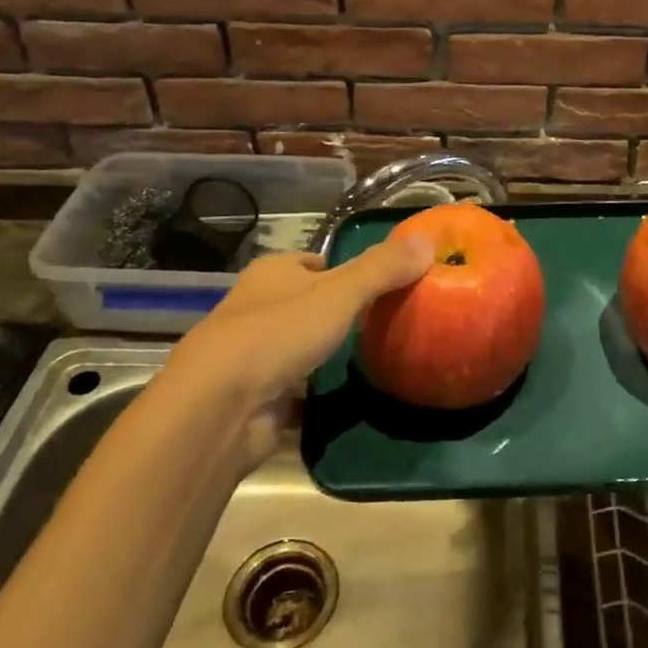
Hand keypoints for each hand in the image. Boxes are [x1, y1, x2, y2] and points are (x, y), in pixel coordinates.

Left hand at [142, 236, 433, 474]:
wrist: (219, 408)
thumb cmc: (278, 334)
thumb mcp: (339, 294)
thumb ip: (382, 268)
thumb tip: (428, 239)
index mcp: (273, 272)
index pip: (316, 263)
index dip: (348, 270)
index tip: (384, 285)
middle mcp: (258, 307)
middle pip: (308, 303)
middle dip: (340, 313)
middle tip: (387, 323)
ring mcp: (253, 354)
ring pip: (299, 346)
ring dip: (326, 353)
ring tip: (374, 358)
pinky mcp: (255, 396)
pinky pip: (294, 388)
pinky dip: (315, 392)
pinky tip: (344, 397)